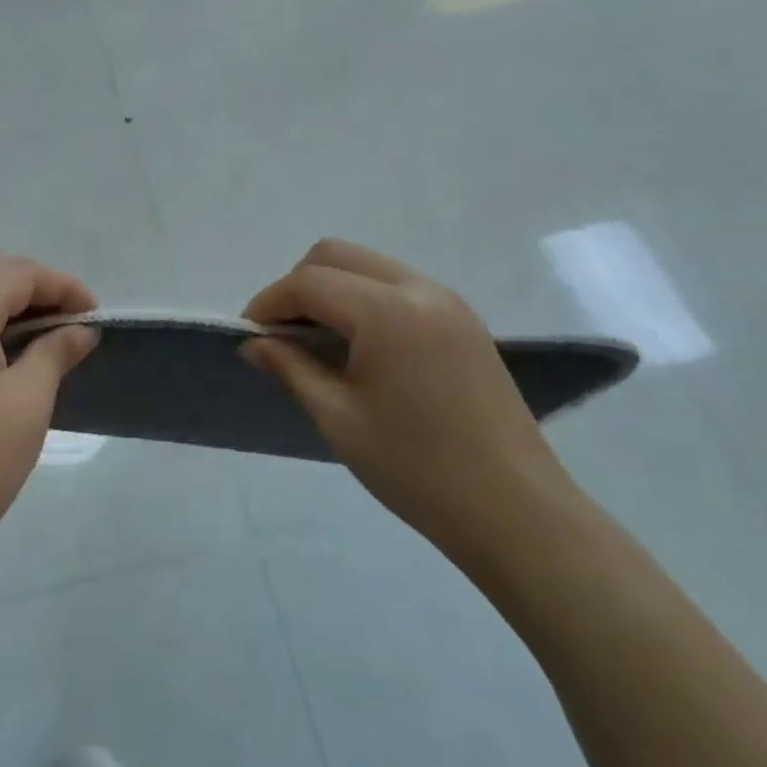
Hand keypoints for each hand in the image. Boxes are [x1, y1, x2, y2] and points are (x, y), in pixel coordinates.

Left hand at [0, 252, 98, 600]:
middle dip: (33, 286)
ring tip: (43, 336)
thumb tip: (82, 329)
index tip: (95, 315)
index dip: (62, 286)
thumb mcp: (28, 401)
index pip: (16, 274)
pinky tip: (4, 356)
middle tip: (69, 320)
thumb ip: (56, 351)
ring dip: (5, 303)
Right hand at [243, 239, 575, 568]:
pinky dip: (364, 298)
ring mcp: (447, 300)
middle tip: (282, 334)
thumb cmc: (417, 470)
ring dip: (332, 288)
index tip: (249, 335)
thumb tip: (253, 343)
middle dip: (298, 285)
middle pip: (337, 255)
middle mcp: (418, 288)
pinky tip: (359, 345)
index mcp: (386, 311)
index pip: (309, 282)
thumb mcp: (339, 419)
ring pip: (368, 265)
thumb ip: (290, 368)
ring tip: (316, 340)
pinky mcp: (463, 318)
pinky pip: (397, 285)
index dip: (269, 302)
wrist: (516, 512)